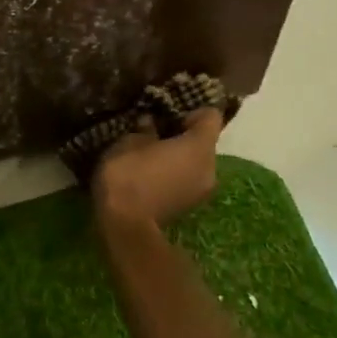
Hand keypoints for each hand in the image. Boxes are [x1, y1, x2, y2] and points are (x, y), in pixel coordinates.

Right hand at [91, 109, 223, 228]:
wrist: (125, 226)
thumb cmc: (129, 174)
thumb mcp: (129, 142)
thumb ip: (145, 129)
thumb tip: (151, 122)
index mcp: (200, 147)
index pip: (211, 116)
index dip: (191, 111)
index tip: (167, 113)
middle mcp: (211, 168)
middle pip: (204, 142)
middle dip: (182, 135)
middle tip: (155, 132)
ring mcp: (202, 191)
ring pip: (195, 163)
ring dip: (177, 157)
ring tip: (150, 156)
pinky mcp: (189, 206)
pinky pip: (187, 179)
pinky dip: (174, 174)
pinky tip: (150, 175)